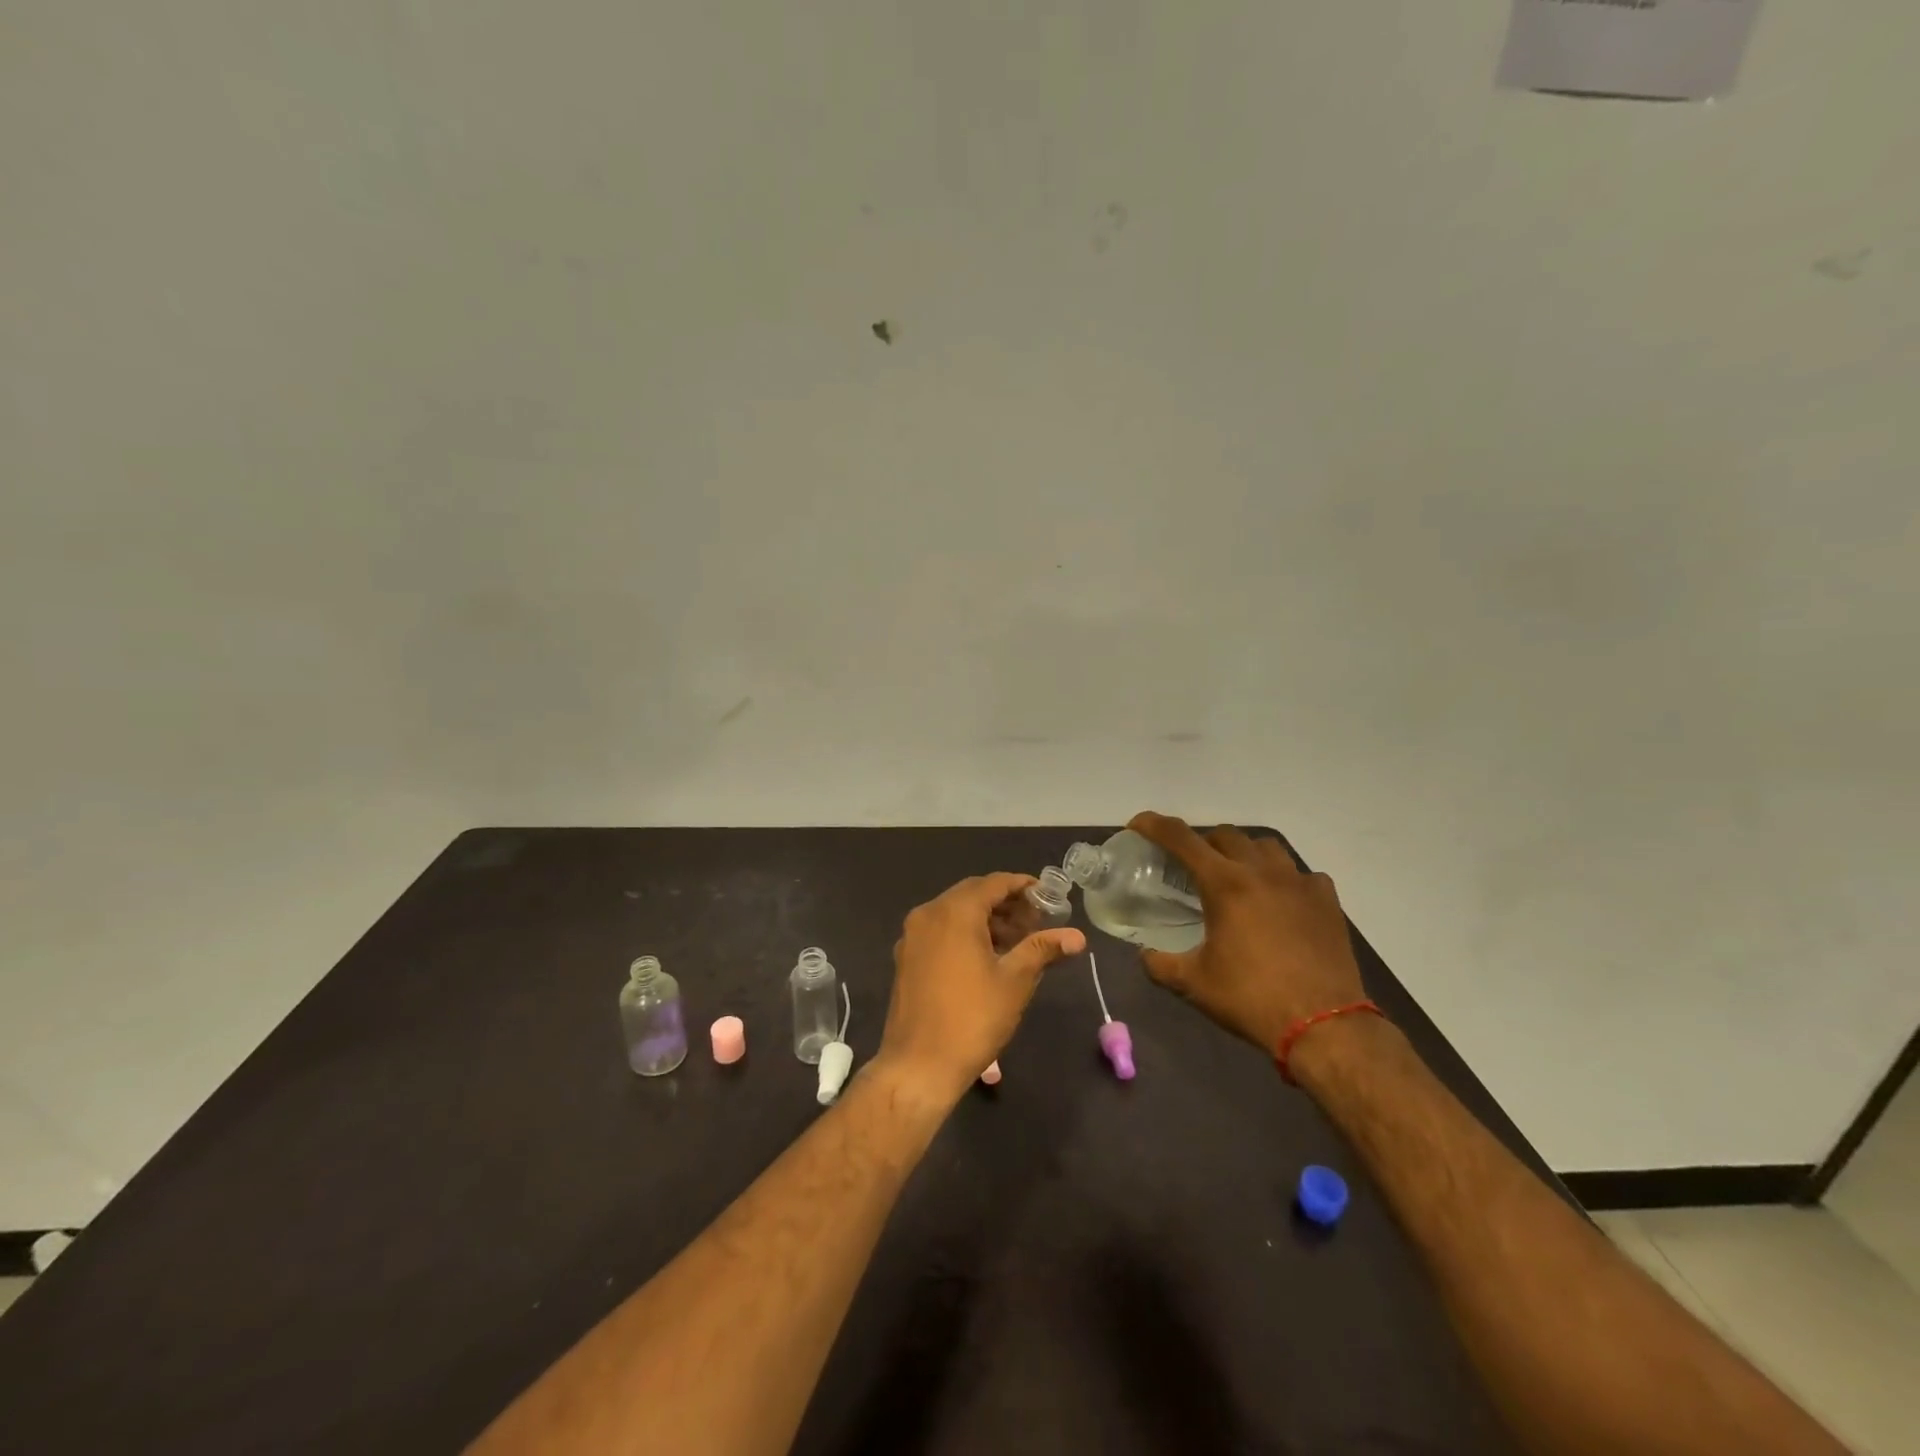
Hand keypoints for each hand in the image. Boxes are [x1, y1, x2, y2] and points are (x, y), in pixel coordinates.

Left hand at [876, 873, 1085, 1103]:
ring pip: (955, 913)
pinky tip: (987, 958)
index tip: (1047, 897)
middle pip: (972, 894)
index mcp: (954, 912)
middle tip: (1037, 922)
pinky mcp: (906, 958)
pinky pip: (941, 931)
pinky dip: (965, 933)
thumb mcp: (1015, 981)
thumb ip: (1042, 949)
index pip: (993, 883)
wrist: (918, 1065)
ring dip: (986, 920)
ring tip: (1018, 943)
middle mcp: (928, 914)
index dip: (1022, 886)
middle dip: (1006, 904)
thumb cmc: (972, 1018)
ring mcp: (912, 936)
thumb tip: (1077, 936)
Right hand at [1127, 812, 1365, 1055]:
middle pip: (1225, 835)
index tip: (1138, 824)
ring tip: (1237, 878)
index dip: (1154, 825)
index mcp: (1225, 884)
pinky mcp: (1327, 901)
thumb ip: (1160, 964)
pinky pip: (1300, 874)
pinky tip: (1280, 901)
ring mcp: (1299, 882)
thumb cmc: (1252, 999)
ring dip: (1244, 853)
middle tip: (1191, 867)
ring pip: (1265, 846)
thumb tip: (1144, 955)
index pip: (1181, 839)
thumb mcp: (1194, 984)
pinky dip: (1283, 879)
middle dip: (1202, 843)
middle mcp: (1262, 871)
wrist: (1326, 1027)